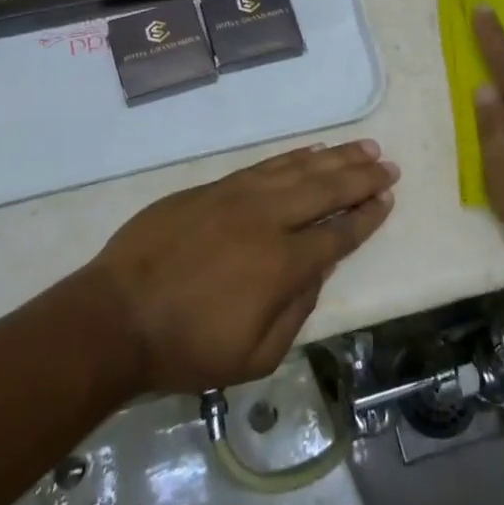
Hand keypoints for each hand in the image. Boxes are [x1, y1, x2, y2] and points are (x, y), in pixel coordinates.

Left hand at [87, 140, 397, 393]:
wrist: (116, 316)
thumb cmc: (186, 347)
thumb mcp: (254, 357)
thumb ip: (296, 311)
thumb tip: (316, 271)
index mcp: (282, 264)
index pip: (338, 234)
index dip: (367, 216)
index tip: (387, 199)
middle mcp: (267, 220)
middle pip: (326, 190)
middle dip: (361, 176)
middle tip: (388, 164)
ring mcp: (238, 196)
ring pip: (297, 169)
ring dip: (334, 157)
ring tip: (362, 147)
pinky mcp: (212, 187)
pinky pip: (264, 166)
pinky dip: (293, 157)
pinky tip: (310, 151)